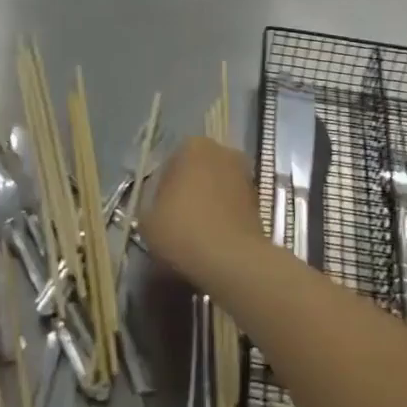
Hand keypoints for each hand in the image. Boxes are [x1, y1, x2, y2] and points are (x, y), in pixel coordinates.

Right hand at [139, 136, 263, 290]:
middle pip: (197, 172)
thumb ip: (150, 206)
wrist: (231, 260)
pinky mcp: (259, 200)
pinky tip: (213, 240)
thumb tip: (159, 210)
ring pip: (217, 188)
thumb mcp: (147, 221)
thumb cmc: (182, 230)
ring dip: (207, 204)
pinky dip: (223, 217)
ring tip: (195, 234)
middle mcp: (222, 151)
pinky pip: (232, 205)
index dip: (162, 189)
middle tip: (175, 221)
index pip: (170, 164)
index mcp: (192, 146)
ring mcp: (245, 174)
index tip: (159, 212)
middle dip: (188, 191)